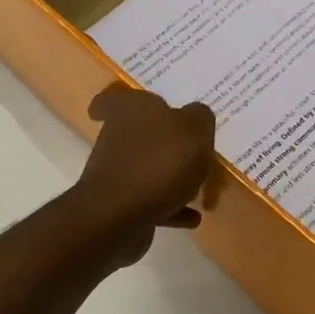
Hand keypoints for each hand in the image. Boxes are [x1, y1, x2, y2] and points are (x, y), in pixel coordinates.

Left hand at [72, 84, 216, 264]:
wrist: (120, 216)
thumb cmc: (159, 162)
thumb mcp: (194, 130)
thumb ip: (199, 118)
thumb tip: (195, 115)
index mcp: (130, 110)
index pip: (115, 97)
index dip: (121, 99)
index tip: (133, 110)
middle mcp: (117, 138)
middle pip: (138, 134)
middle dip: (161, 143)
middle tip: (189, 150)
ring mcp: (117, 173)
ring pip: (146, 169)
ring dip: (170, 178)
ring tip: (200, 189)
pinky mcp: (121, 206)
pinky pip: (152, 202)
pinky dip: (171, 207)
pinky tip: (194, 217)